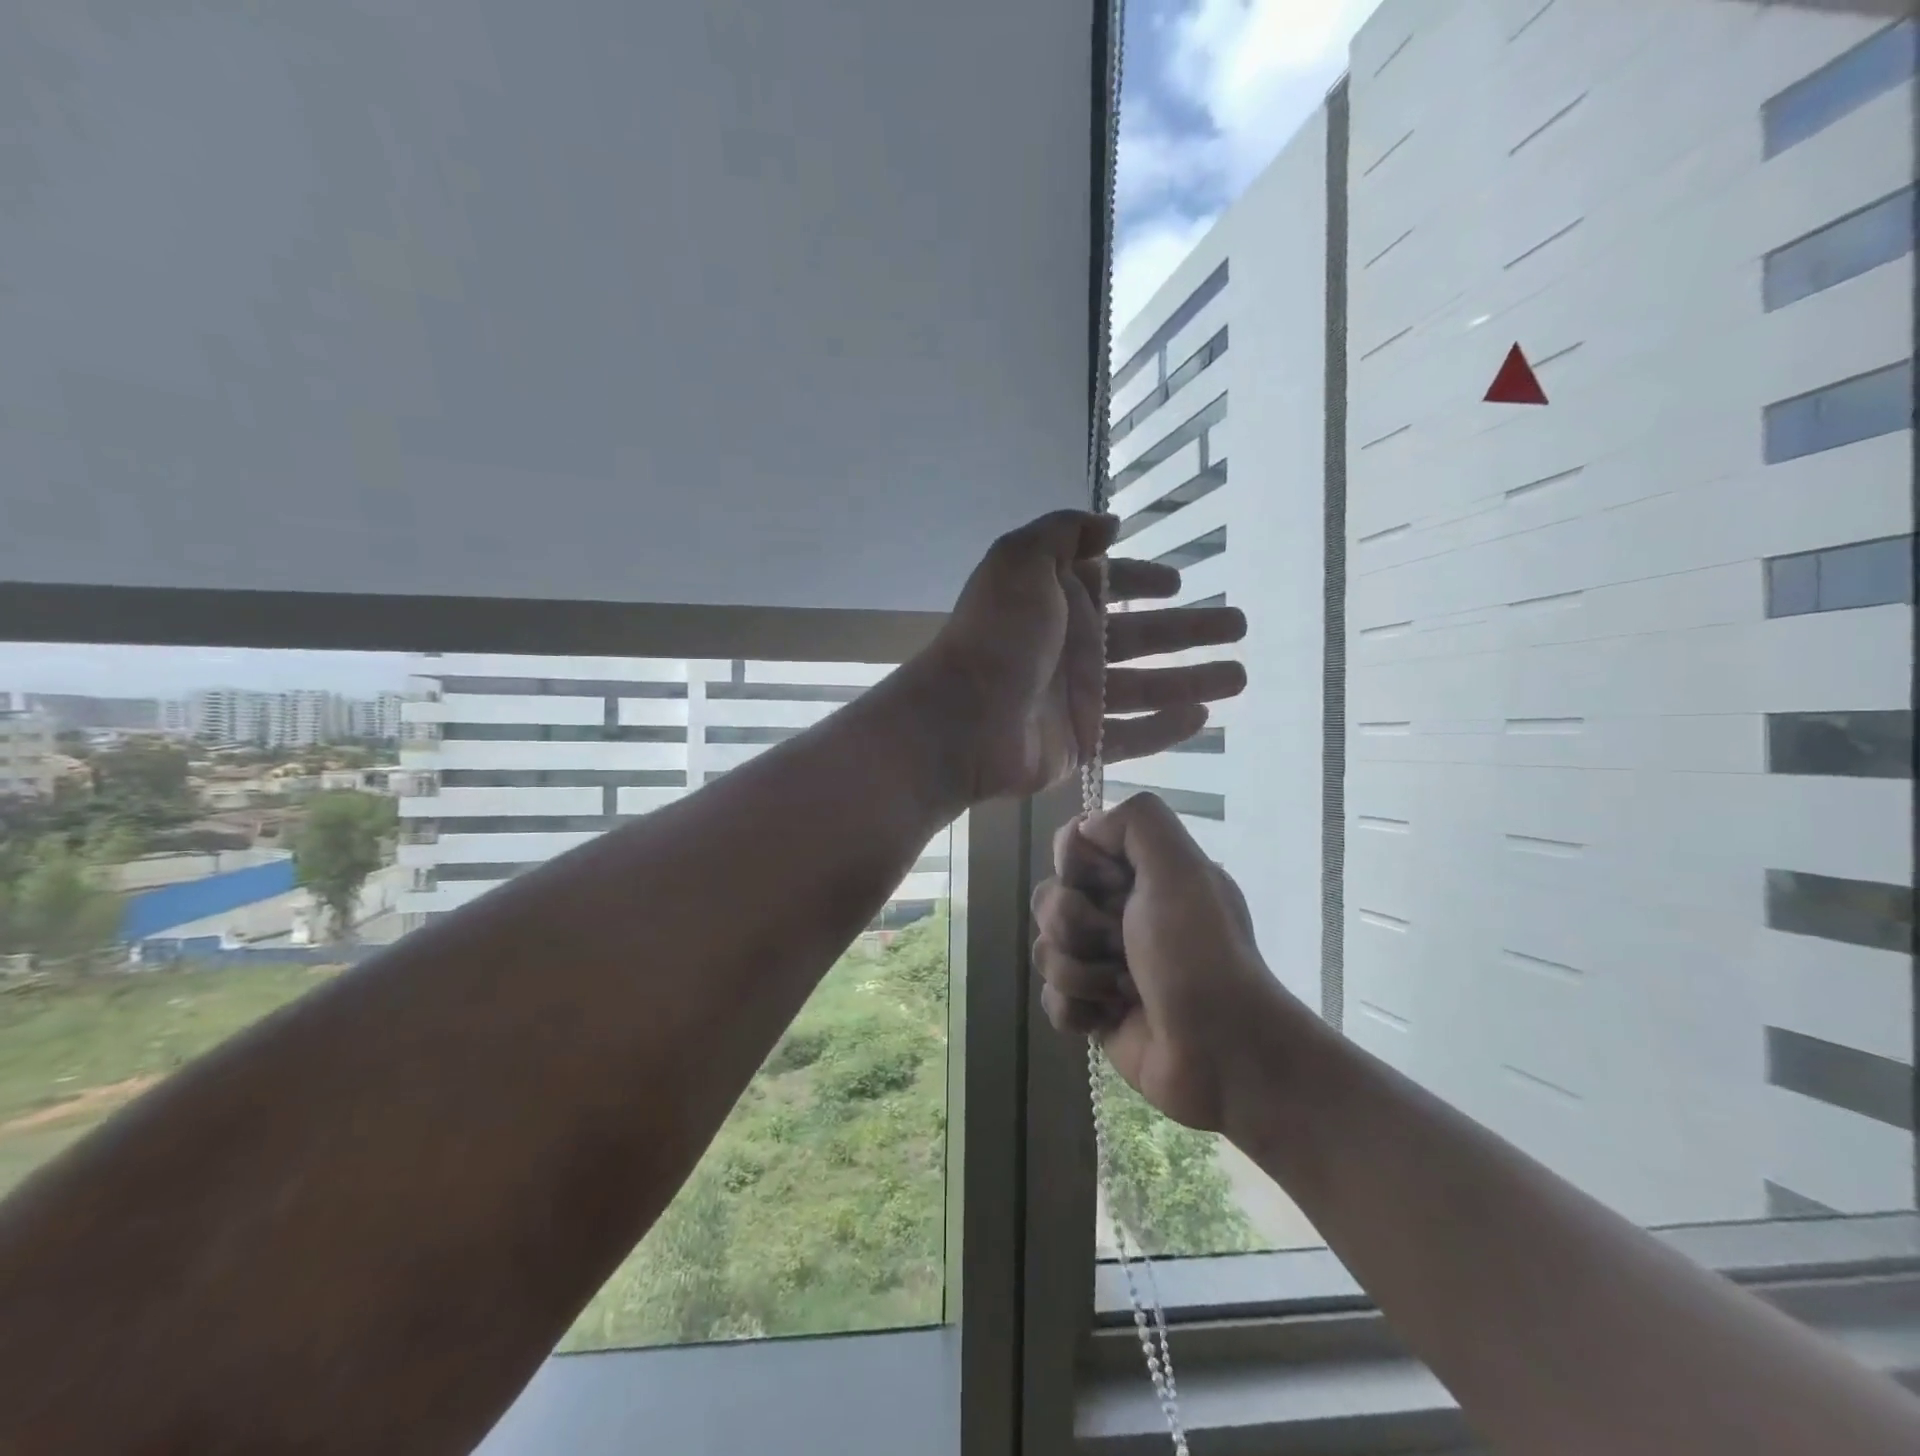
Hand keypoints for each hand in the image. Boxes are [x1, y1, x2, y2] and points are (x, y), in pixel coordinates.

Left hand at [921, 510, 1247, 802]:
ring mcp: (1077, 699)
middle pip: (1142, 636)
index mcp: (1058, 603)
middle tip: (1239, 625)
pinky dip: (1165, 729)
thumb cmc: (997, 635)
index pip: (1110, 586)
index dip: (1142, 580)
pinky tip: (1203, 717)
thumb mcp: (1021, 560)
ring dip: (1192, 680)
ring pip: (1147, 688)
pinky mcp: (1081, 743)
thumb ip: (1063, 532)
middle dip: (1190, 629)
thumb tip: (1108, 524)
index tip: (1176, 583)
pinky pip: (1132, 737)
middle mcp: (1071, 648)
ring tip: (1240, 675)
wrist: (964, 718)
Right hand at [1032, 792, 1296, 1131]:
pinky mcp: (1093, 1012)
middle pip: (1050, 898)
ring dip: (1081, 972)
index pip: (1072, 848)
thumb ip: (1137, 821)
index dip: (1080, 867)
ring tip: (1122, 988)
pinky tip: (1109, 1017)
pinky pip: (1051, 999)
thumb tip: (1085, 828)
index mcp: (1140, 875)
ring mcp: (1103, 963)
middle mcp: (1119, 913)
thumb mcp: (1181, 868)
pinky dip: (1076, 1010)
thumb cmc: (1199, 953)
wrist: (1222, 1051)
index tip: (1116, 886)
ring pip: (1045, 949)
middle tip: (1122, 945)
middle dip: (1078, 925)